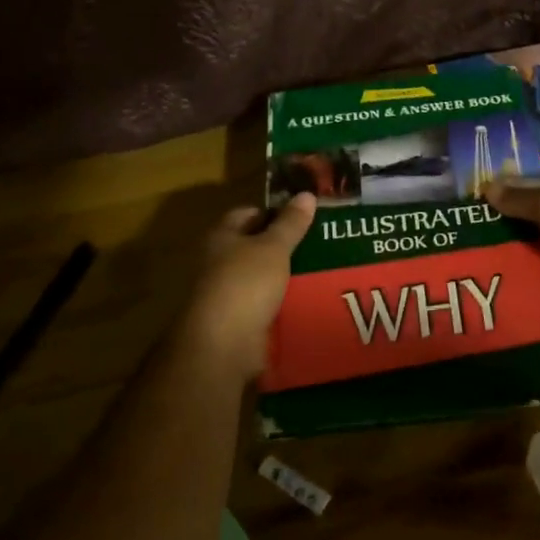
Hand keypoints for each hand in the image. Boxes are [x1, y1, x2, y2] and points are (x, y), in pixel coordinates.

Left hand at [175, 192, 315, 380]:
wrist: (221, 345)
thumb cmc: (244, 284)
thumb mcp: (273, 248)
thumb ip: (290, 223)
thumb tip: (306, 194)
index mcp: (221, 237)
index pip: (247, 214)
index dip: (273, 212)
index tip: (303, 216)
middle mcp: (218, 262)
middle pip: (254, 247)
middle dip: (283, 246)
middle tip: (319, 243)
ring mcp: (226, 294)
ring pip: (261, 278)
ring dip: (285, 277)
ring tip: (321, 272)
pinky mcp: (236, 322)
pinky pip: (264, 306)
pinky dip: (282, 304)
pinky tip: (307, 302)